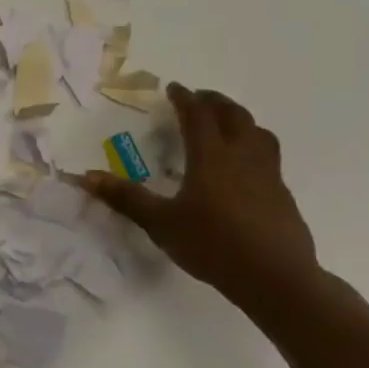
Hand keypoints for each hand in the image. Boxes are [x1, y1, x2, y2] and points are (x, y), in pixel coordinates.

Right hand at [83, 84, 321, 307]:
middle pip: (234, 115)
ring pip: (258, 132)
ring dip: (240, 120)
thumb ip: (125, 198)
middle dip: (215, 102)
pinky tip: (245, 167)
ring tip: (228, 123)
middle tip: (199, 99)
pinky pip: (269, 156)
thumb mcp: (161, 223)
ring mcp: (268, 175)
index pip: (198, 116)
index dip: (185, 98)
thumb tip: (86, 177)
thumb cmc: (213, 245)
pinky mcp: (283, 195)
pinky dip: (254, 146)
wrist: (276, 279)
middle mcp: (242, 157)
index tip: (174, 88)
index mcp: (211, 157)